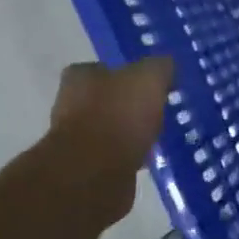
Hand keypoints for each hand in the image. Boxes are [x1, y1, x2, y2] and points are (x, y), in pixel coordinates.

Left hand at [44, 58, 172, 223]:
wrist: (95, 173)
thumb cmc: (119, 115)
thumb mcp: (150, 78)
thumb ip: (160, 67)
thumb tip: (167, 65)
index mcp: (80, 78)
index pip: (102, 67)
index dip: (127, 73)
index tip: (151, 83)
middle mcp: (71, 104)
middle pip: (106, 99)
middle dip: (129, 104)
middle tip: (158, 108)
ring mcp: (76, 138)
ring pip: (111, 128)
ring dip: (130, 131)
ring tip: (158, 134)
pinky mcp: (87, 168)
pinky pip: (115, 155)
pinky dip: (130, 155)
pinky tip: (149, 157)